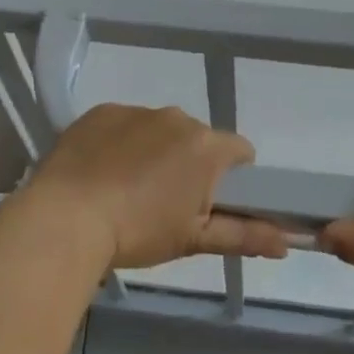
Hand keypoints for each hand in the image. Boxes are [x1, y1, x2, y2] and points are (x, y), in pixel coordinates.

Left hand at [24, 104, 287, 269]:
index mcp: (207, 147)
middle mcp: (178, 118)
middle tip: (165, 202)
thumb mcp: (194, 239)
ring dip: (155, 151)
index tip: (211, 201)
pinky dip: (120, 142)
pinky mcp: (102, 111)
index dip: (233, 176)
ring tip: (127, 189)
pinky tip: (101, 172)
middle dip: (190, 164)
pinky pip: (124, 124)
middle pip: (198, 139)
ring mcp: (137, 111)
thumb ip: (244, 235)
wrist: (66, 219)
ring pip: (160, 130)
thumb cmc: (139, 232)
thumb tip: (287, 242)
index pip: (240, 151)